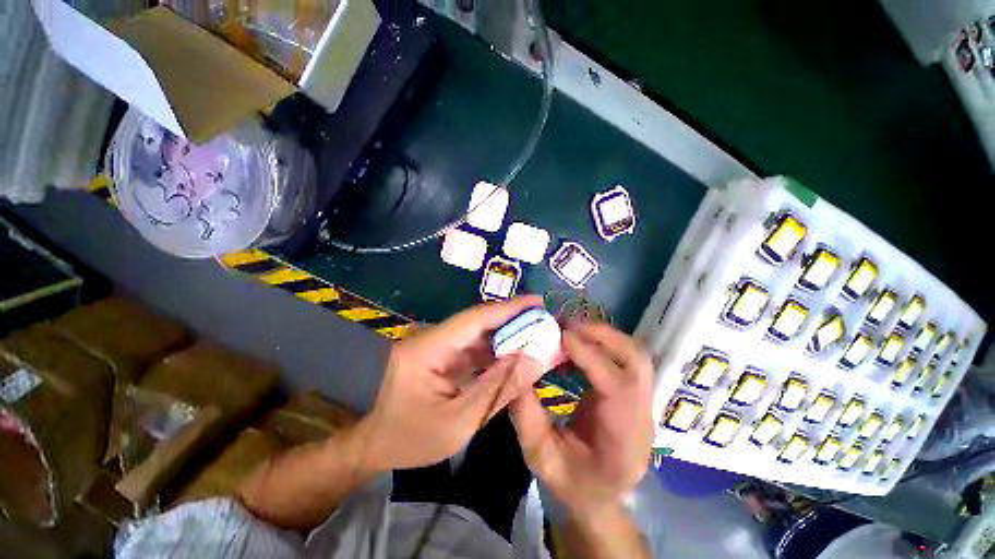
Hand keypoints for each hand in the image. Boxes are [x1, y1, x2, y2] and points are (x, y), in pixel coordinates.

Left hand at [353, 296, 548, 472]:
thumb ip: (498, 389)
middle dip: (513, 320)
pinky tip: (515, 354)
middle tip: (545, 320)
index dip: (508, 308)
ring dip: (506, 334)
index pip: (475, 319)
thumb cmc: (410, 438)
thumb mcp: (459, 422)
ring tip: (537, 335)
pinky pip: (473, 346)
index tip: (537, 301)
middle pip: (479, 322)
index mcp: (428, 349)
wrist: (375, 444)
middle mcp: (431, 338)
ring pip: (478, 334)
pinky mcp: (441, 354)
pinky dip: (495, 349)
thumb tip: (533, 361)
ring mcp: (436, 344)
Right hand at [510, 321, 653, 515]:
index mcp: (624, 443)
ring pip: (634, 355)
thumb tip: (516, 368)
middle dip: (600, 335)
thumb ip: (525, 414)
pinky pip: (624, 357)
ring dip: (602, 335)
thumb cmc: (572, 482)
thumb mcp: (539, 456)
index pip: (618, 388)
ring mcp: (644, 403)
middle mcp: (643, 418)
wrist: (601, 495)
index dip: (590, 355)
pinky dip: (601, 342)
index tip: (561, 335)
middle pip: (636, 362)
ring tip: (569, 329)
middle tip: (564, 325)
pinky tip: (576, 344)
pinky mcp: (634, 392)